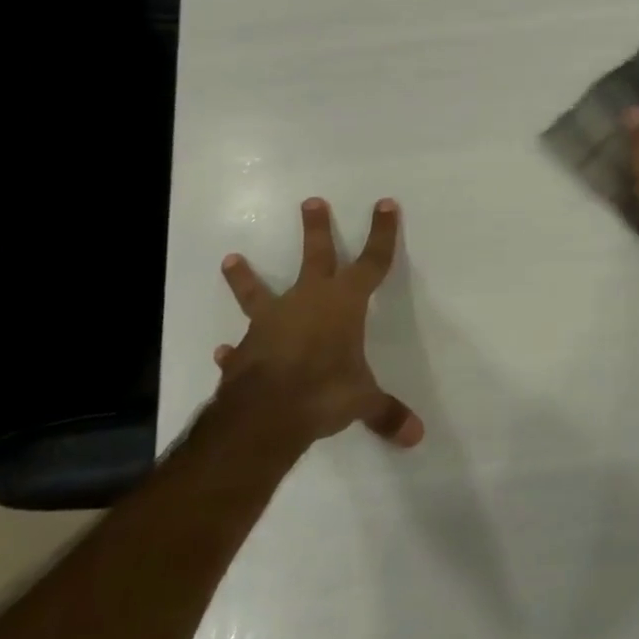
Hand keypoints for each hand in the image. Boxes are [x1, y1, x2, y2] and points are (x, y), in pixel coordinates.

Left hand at [211, 197, 423, 452]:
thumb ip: (386, 413)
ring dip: (246, 277)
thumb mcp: (363, 401)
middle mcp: (307, 302)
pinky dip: (233, 350)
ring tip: (231, 257)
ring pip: (259, 292)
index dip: (382, 234)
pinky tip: (222, 352)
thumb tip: (416, 437)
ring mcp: (271, 323)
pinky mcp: (245, 349)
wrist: (266, 412)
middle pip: (316, 257)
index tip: (385, 204)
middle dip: (316, 229)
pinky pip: (240, 347)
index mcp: (344, 304)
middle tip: (310, 201)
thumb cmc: (325, 391)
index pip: (372, 262)